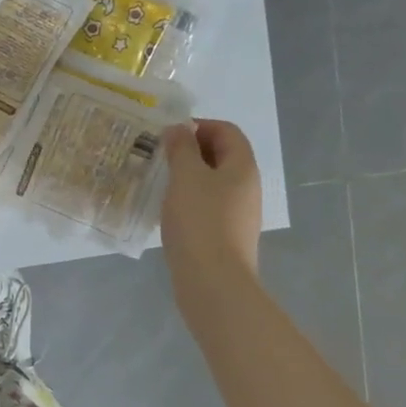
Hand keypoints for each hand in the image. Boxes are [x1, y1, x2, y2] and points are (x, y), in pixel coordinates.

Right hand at [161, 119, 262, 279]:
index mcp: (242, 167)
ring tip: (159, 181)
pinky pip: (208, 204)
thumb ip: (181, 148)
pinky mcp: (226, 233)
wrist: (213, 280)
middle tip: (159, 156)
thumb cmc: (200, 221)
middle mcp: (246, 186)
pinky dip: (189, 198)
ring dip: (187, 175)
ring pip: (213, 181)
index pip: (227, 131)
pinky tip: (168, 209)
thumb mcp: (185, 176)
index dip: (199, 126)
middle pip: (221, 155)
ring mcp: (238, 212)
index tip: (169, 136)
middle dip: (190, 150)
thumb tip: (179, 128)